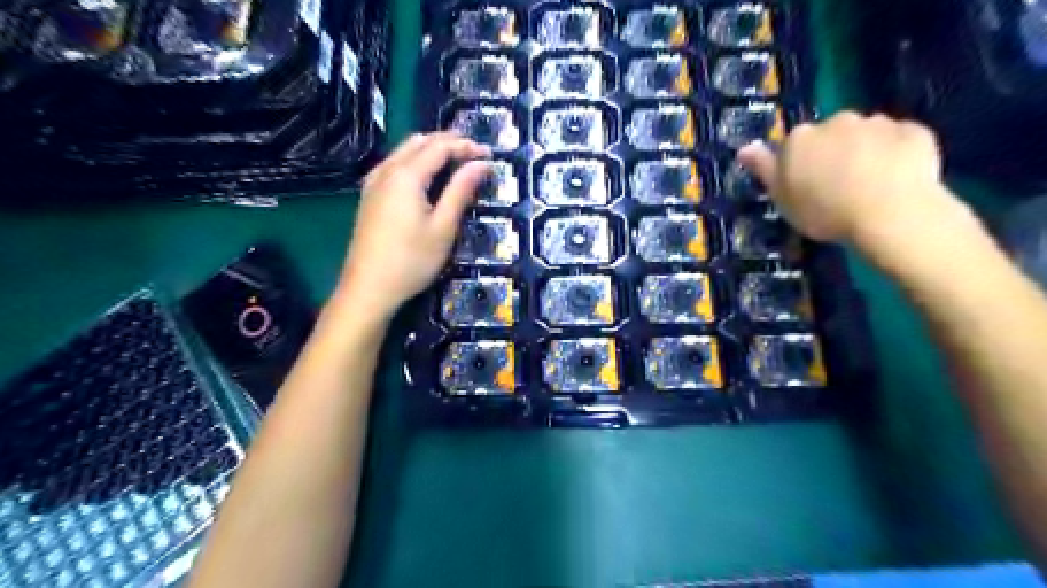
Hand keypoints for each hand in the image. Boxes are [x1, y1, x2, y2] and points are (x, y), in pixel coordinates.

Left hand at [332, 130, 493, 320]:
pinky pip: (394, 164)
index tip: (490, 155)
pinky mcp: (369, 195)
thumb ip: (461, 191)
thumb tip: (481, 164)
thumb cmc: (411, 260)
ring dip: (431, 149)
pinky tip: (425, 176)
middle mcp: (387, 170)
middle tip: (475, 155)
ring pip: (404, 150)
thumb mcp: (443, 228)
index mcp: (406, 175)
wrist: (368, 288)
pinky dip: (415, 160)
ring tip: (456, 162)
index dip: (466, 146)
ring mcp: (373, 182)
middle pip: (420, 141)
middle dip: (449, 142)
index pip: (440, 147)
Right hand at [735, 111, 953, 244]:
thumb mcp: (782, 197)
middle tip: (838, 187)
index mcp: (800, 138)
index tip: (806, 187)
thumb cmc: (823, 210)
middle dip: (834, 153)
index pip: (794, 145)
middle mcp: (837, 121)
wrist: (888, 212)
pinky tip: (898, 179)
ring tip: (871, 186)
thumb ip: (764, 168)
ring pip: (866, 135)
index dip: (800, 165)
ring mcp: (878, 123)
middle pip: (831, 135)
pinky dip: (898, 154)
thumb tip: (744, 147)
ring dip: (866, 152)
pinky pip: (900, 141)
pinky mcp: (914, 131)